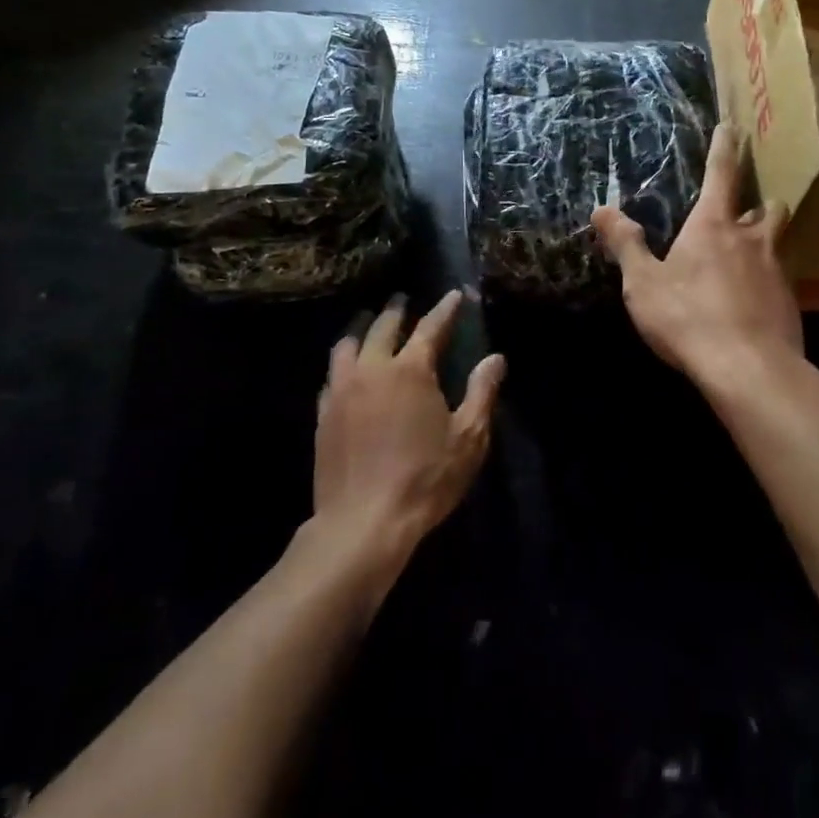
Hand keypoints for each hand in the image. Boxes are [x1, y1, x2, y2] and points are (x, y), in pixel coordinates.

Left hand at [313, 290, 503, 560]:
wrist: (363, 523)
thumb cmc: (425, 478)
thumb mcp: (468, 437)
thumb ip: (482, 392)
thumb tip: (495, 358)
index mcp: (410, 370)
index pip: (431, 327)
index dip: (445, 309)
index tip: (454, 294)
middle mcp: (372, 370)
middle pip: (383, 328)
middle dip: (396, 310)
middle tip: (402, 299)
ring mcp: (341, 391)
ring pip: (347, 346)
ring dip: (362, 330)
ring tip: (368, 323)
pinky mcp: (323, 415)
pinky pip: (331, 376)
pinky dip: (343, 363)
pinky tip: (345, 370)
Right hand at [592, 123, 803, 389]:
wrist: (749, 369)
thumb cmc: (688, 318)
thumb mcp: (644, 284)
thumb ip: (626, 245)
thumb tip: (602, 209)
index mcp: (714, 226)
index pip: (721, 174)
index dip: (725, 148)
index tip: (733, 126)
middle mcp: (752, 240)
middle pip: (766, 207)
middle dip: (758, 204)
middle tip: (744, 212)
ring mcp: (776, 270)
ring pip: (778, 242)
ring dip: (765, 240)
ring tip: (750, 254)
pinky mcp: (790, 302)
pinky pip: (780, 279)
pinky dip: (767, 281)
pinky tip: (754, 302)